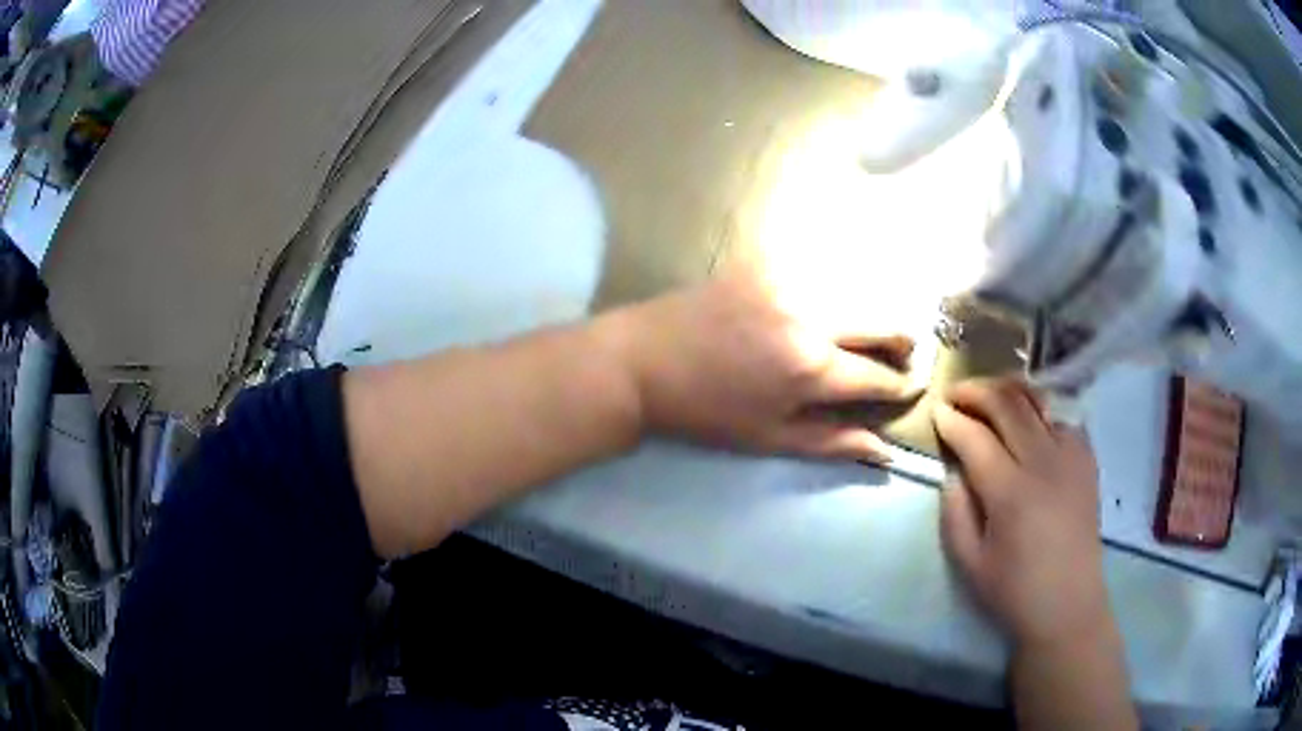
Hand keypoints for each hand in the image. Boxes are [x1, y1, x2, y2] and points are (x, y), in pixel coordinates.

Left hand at [596, 265, 918, 462]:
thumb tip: (884, 450)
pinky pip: (817, 266)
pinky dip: (835, 284)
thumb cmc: (706, 412)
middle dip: (901, 341)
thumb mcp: (769, 438)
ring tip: (870, 331)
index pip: (879, 375)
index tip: (912, 388)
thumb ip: (832, 442)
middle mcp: (811, 316)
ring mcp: (787, 281)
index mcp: (812, 368)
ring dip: (871, 312)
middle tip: (903, 354)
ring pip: (855, 288)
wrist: (642, 362)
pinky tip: (831, 299)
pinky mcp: (764, 262)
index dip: (902, 385)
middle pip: (881, 320)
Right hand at [933, 378, 1112, 648]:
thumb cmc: (1015, 591)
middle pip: (1007, 404)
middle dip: (976, 391)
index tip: (936, 411)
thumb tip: (952, 472)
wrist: (1068, 604)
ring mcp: (1071, 456)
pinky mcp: (1087, 459)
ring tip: (989, 395)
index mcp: (1010, 493)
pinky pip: (1063, 415)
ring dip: (1008, 389)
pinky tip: (1030, 417)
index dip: (951, 419)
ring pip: (1038, 399)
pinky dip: (1041, 407)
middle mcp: (1043, 463)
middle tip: (956, 393)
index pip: (975, 437)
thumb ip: (955, 513)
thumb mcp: (969, 563)